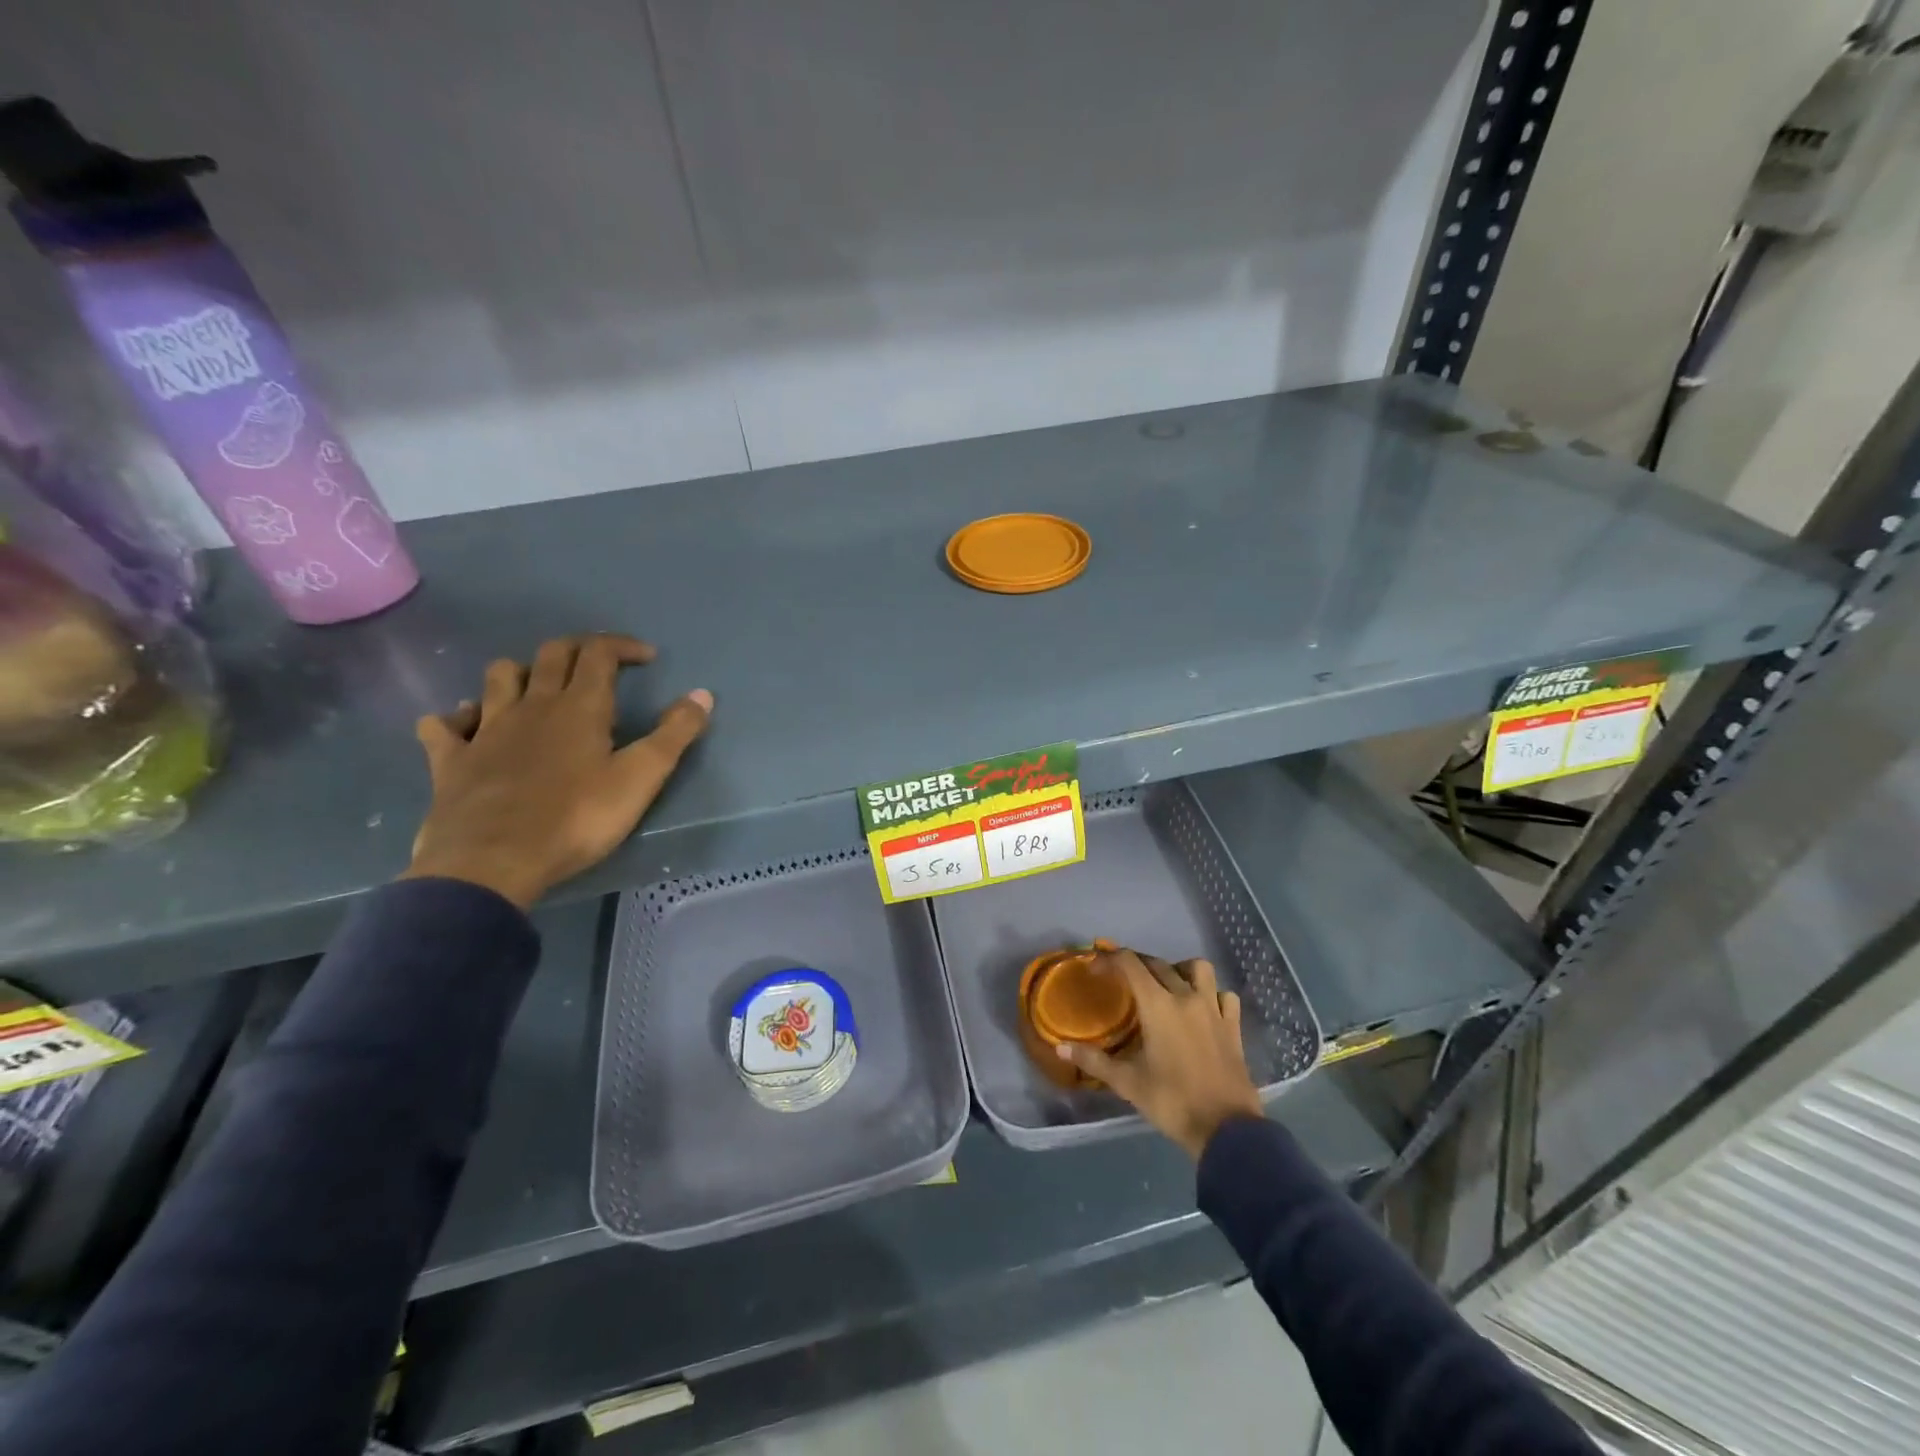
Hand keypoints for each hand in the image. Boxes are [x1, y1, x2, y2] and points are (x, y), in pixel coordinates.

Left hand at [402, 633, 711, 908]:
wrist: (491, 862)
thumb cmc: (576, 819)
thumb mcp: (640, 779)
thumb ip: (674, 735)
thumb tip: (703, 694)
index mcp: (579, 707)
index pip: (600, 653)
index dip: (624, 646)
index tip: (647, 657)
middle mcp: (531, 705)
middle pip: (551, 654)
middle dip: (580, 649)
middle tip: (601, 664)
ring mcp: (485, 729)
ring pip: (498, 677)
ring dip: (521, 672)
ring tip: (539, 688)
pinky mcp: (451, 759)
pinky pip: (444, 724)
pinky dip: (458, 717)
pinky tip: (468, 725)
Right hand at [1059, 949, 1262, 1158]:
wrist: (1226, 1130)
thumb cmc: (1172, 1102)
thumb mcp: (1127, 1083)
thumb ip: (1094, 1060)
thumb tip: (1060, 1048)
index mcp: (1158, 1005)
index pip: (1130, 963)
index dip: (1109, 958)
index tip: (1094, 967)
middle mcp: (1186, 997)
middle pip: (1158, 963)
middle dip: (1136, 964)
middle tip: (1121, 979)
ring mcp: (1213, 1009)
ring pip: (1198, 969)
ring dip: (1180, 969)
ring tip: (1167, 985)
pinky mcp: (1233, 1026)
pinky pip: (1224, 995)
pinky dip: (1212, 994)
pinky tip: (1203, 1007)